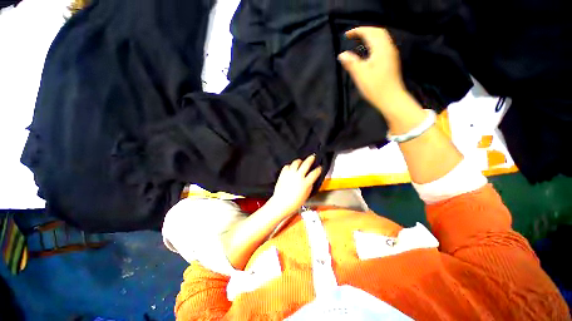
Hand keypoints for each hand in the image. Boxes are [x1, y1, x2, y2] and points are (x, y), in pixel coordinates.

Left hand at [269, 155, 321, 215]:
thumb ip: (309, 186)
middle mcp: (298, 176)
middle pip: (306, 164)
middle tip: (313, 156)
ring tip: (301, 161)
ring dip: (300, 161)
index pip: (314, 173)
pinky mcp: (283, 174)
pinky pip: (287, 166)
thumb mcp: (306, 195)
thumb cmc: (294, 202)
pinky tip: (291, 168)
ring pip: (296, 162)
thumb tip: (310, 180)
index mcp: (305, 183)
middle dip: (311, 159)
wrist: (281, 203)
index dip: (318, 169)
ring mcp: (290, 174)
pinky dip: (290, 166)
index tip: (319, 167)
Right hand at [338, 27, 407, 111]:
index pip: (370, 32)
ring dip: (370, 36)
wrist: (391, 99)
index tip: (346, 35)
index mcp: (381, 49)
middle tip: (353, 35)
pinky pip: (383, 45)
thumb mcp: (360, 75)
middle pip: (378, 32)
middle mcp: (388, 48)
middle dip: (365, 31)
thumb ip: (351, 63)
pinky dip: (374, 43)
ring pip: (382, 38)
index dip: (358, 31)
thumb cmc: (375, 87)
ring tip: (359, 40)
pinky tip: (369, 51)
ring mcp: (392, 54)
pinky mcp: (391, 61)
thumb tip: (341, 54)